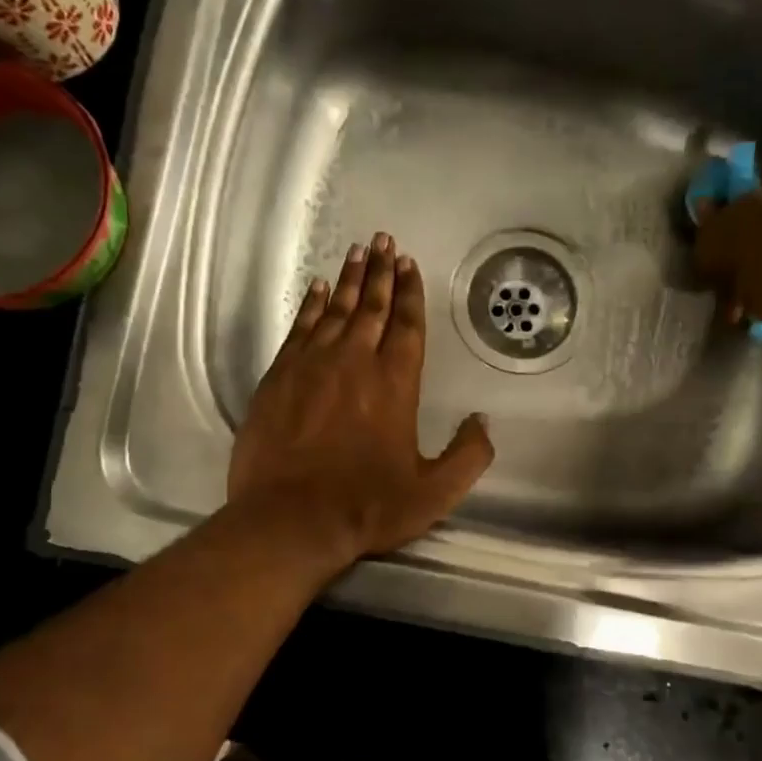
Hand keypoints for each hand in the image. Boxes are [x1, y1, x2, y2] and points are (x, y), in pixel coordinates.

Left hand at [228, 233, 494, 566]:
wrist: (290, 519)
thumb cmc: (366, 506)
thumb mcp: (434, 492)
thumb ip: (468, 455)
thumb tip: (483, 422)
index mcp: (395, 383)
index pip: (406, 325)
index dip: (409, 292)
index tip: (408, 264)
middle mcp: (354, 362)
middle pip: (370, 306)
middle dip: (380, 272)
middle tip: (384, 241)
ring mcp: (312, 366)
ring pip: (334, 310)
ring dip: (347, 280)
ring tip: (356, 252)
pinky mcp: (279, 377)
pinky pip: (299, 328)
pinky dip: (310, 306)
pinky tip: (317, 289)